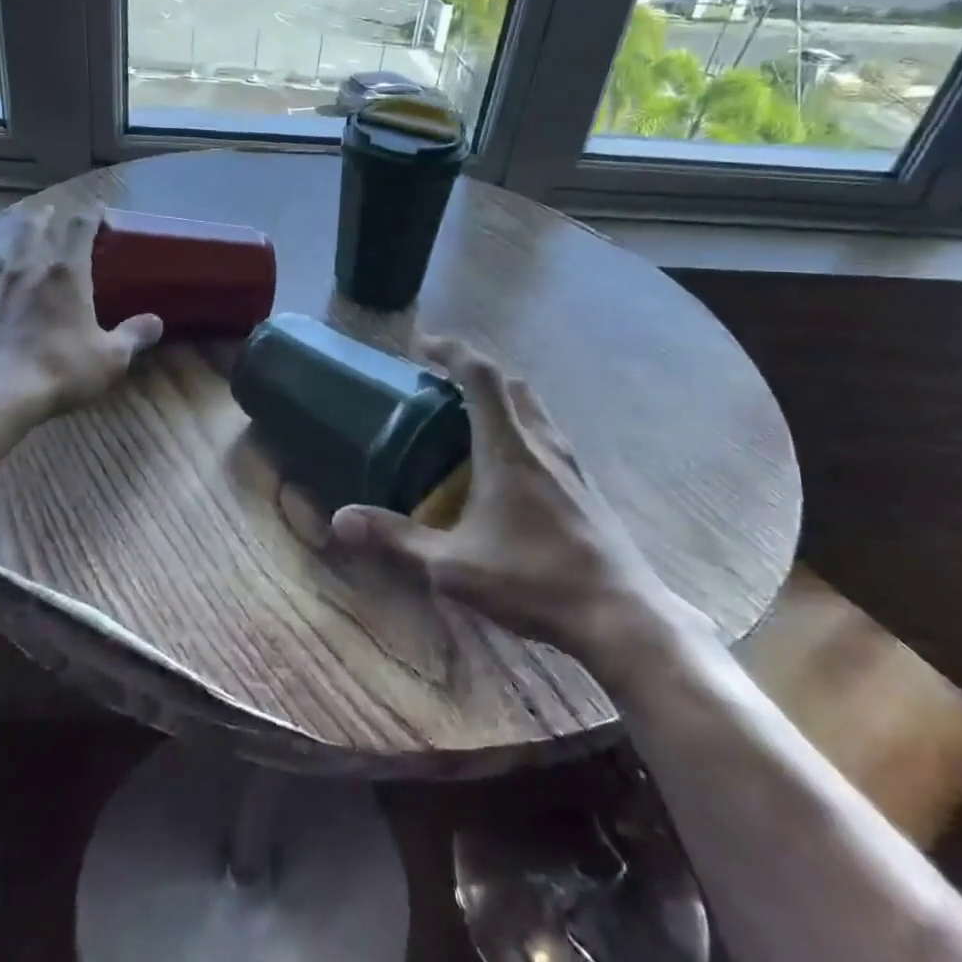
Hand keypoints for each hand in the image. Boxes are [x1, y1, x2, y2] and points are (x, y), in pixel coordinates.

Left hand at [0, 203, 162, 417]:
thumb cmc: (62, 368)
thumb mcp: (111, 357)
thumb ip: (134, 336)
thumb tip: (156, 322)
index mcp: (68, 274)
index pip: (80, 230)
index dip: (90, 215)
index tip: (97, 205)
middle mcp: (31, 270)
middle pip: (34, 230)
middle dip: (44, 217)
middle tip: (48, 210)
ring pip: (5, 247)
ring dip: (14, 235)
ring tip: (16, 231)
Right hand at [331, 336, 697, 664]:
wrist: (621, 616)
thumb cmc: (534, 581)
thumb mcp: (452, 565)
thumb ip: (396, 538)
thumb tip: (339, 520)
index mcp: (508, 448)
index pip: (481, 375)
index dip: (451, 350)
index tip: (423, 346)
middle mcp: (542, 443)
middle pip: (511, 384)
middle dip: (475, 374)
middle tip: (442, 388)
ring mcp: (571, 464)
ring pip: (534, 409)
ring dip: (501, 401)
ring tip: (468, 426)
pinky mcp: (586, 487)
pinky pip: (547, 437)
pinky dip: (521, 431)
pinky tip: (506, 473)